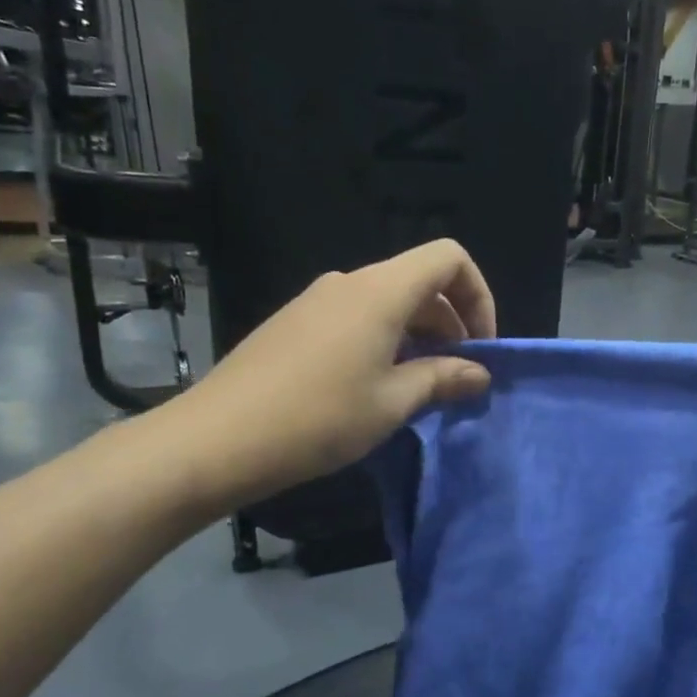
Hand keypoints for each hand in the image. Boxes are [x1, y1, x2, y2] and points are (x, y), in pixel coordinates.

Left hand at [152, 240, 496, 515]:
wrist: (217, 438)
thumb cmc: (319, 418)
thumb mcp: (393, 403)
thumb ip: (443, 379)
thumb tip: (479, 373)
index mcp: (380, 291)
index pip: (448, 258)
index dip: (478, 296)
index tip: (480, 347)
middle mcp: (349, 283)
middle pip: (419, 281)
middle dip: (450, 323)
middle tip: (456, 377)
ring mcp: (316, 300)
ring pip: (387, 302)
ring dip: (417, 336)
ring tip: (418, 388)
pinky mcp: (294, 323)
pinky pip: (355, 317)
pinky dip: (383, 341)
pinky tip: (373, 387)